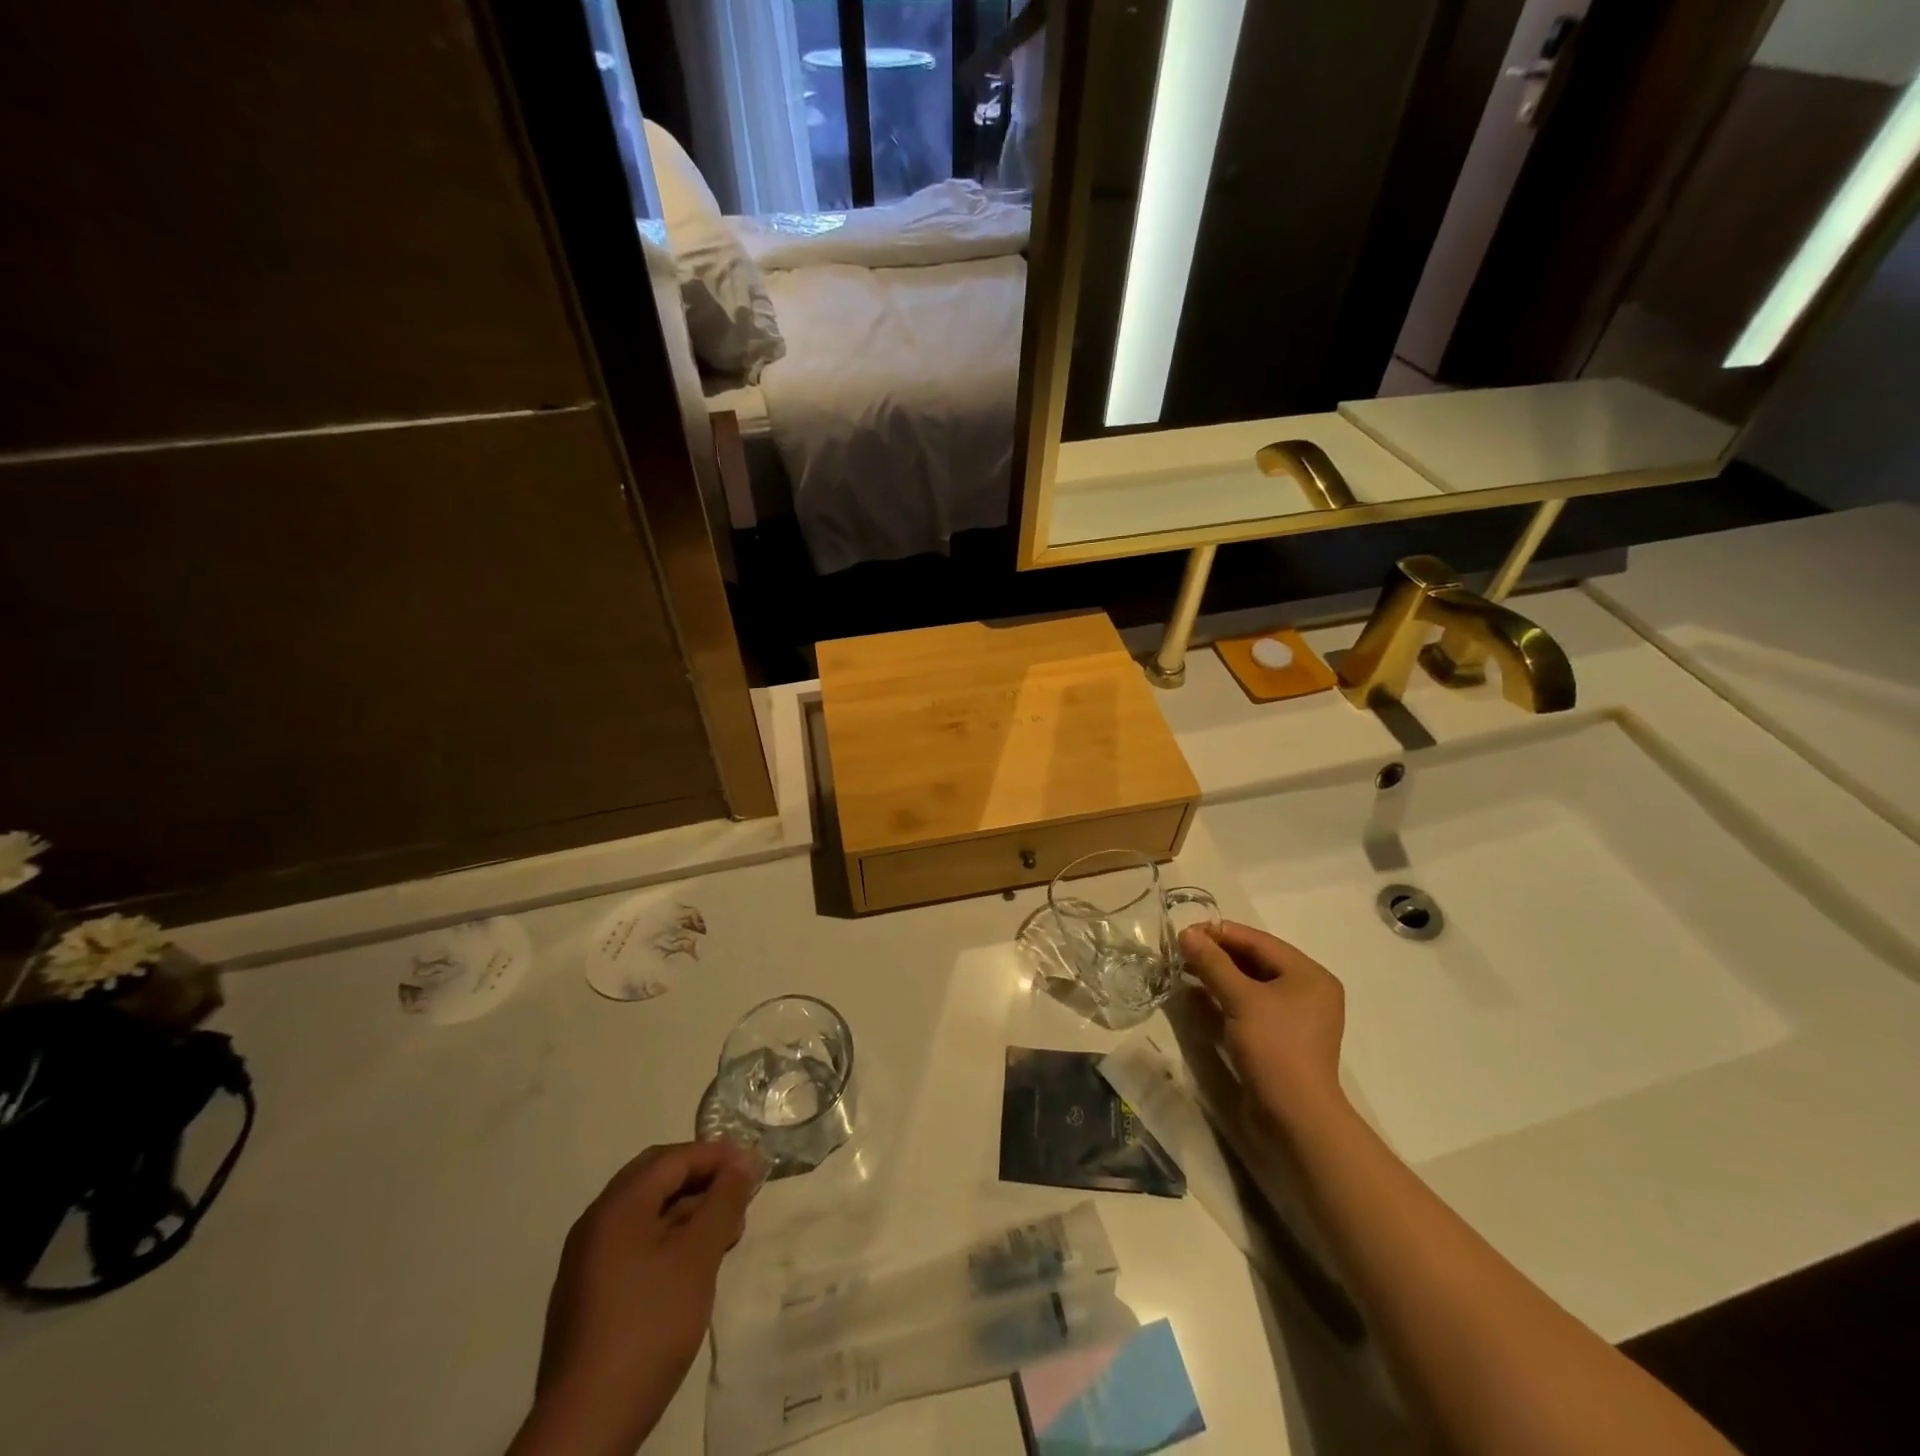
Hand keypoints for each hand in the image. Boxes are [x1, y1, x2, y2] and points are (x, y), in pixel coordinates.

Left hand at [510, 1141, 759, 1455]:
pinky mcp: (590, 1295)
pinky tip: (694, 1265)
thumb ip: (723, 1202)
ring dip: (689, 1211)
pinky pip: (636, 1243)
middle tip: (739, 1196)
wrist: (586, 1427)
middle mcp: (596, 1224)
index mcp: (616, 1207)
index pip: (672, 1158)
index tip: (754, 1168)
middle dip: (702, 1180)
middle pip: (656, 1179)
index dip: (716, 1155)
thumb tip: (743, 1161)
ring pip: (647, 1213)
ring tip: (726, 1235)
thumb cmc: (649, 1326)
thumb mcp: (698, 1257)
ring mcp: (588, 1261)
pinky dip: (670, 1239)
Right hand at [1179, 921, 1347, 1136]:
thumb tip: (1186, 933)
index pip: (1258, 941)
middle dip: (1217, 955)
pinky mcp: (1279, 1038)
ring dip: (1217, 976)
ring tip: (1183, 969)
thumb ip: (1213, 963)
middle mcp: (1306, 990)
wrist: (1296, 1119)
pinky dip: (1224, 998)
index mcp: (1308, 974)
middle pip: (1254, 961)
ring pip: (1250, 984)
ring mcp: (1293, 1016)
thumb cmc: (1274, 1048)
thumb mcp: (1240, 1000)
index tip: (1184, 931)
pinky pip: (1249, 1006)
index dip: (1220, 933)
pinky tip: (1197, 995)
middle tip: (1180, 950)